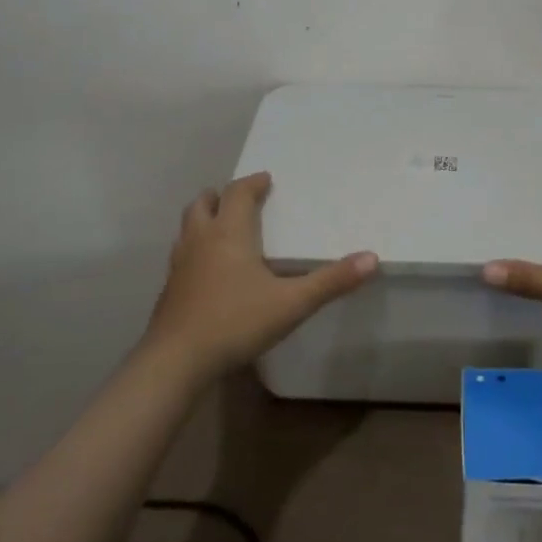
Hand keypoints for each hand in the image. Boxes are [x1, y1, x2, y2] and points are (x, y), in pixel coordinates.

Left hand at [143, 172, 378, 379]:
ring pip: (187, 228)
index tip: (266, 180)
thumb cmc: (235, 322)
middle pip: (203, 204)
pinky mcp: (169, 290)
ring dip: (204, 220)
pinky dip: (196, 249)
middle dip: (221, 196)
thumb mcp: (292, 303)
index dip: (252, 183)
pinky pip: (182, 255)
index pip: (238, 193)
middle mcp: (200, 241)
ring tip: (223, 229)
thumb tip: (372, 258)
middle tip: (240, 199)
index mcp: (229, 233)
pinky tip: (209, 271)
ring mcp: (179, 265)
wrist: (175, 361)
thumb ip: (332, 281)